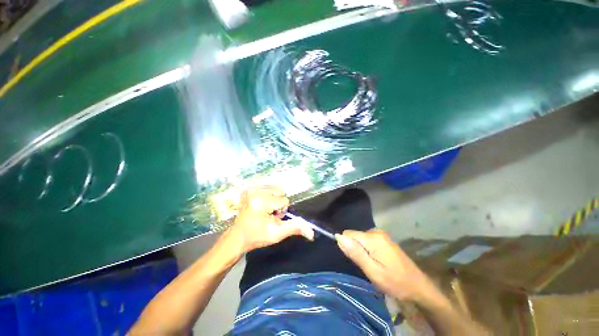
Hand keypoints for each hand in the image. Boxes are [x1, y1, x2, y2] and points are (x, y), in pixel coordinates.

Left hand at [229, 186, 313, 253]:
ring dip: (273, 199)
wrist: (238, 237)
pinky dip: (268, 195)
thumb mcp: (277, 234)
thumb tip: (312, 232)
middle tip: (267, 214)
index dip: (281, 211)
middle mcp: (255, 191)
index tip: (270, 218)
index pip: (284, 200)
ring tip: (263, 210)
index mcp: (261, 201)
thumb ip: (294, 228)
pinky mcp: (249, 188)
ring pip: (275, 189)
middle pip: (280, 192)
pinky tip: (260, 205)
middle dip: (277, 204)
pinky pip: (267, 187)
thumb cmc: (257, 236)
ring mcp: (250, 188)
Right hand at [336, 229, 432, 300]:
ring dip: (362, 252)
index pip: (347, 234)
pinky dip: (368, 251)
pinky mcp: (384, 239)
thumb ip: (355, 253)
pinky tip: (378, 262)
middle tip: (367, 266)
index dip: (348, 247)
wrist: (418, 287)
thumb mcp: (373, 271)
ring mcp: (381, 235)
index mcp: (372, 238)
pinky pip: (367, 241)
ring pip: (360, 239)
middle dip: (356, 250)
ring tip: (373, 266)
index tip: (356, 261)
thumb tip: (338, 237)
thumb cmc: (395, 282)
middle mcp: (376, 231)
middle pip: (354, 236)